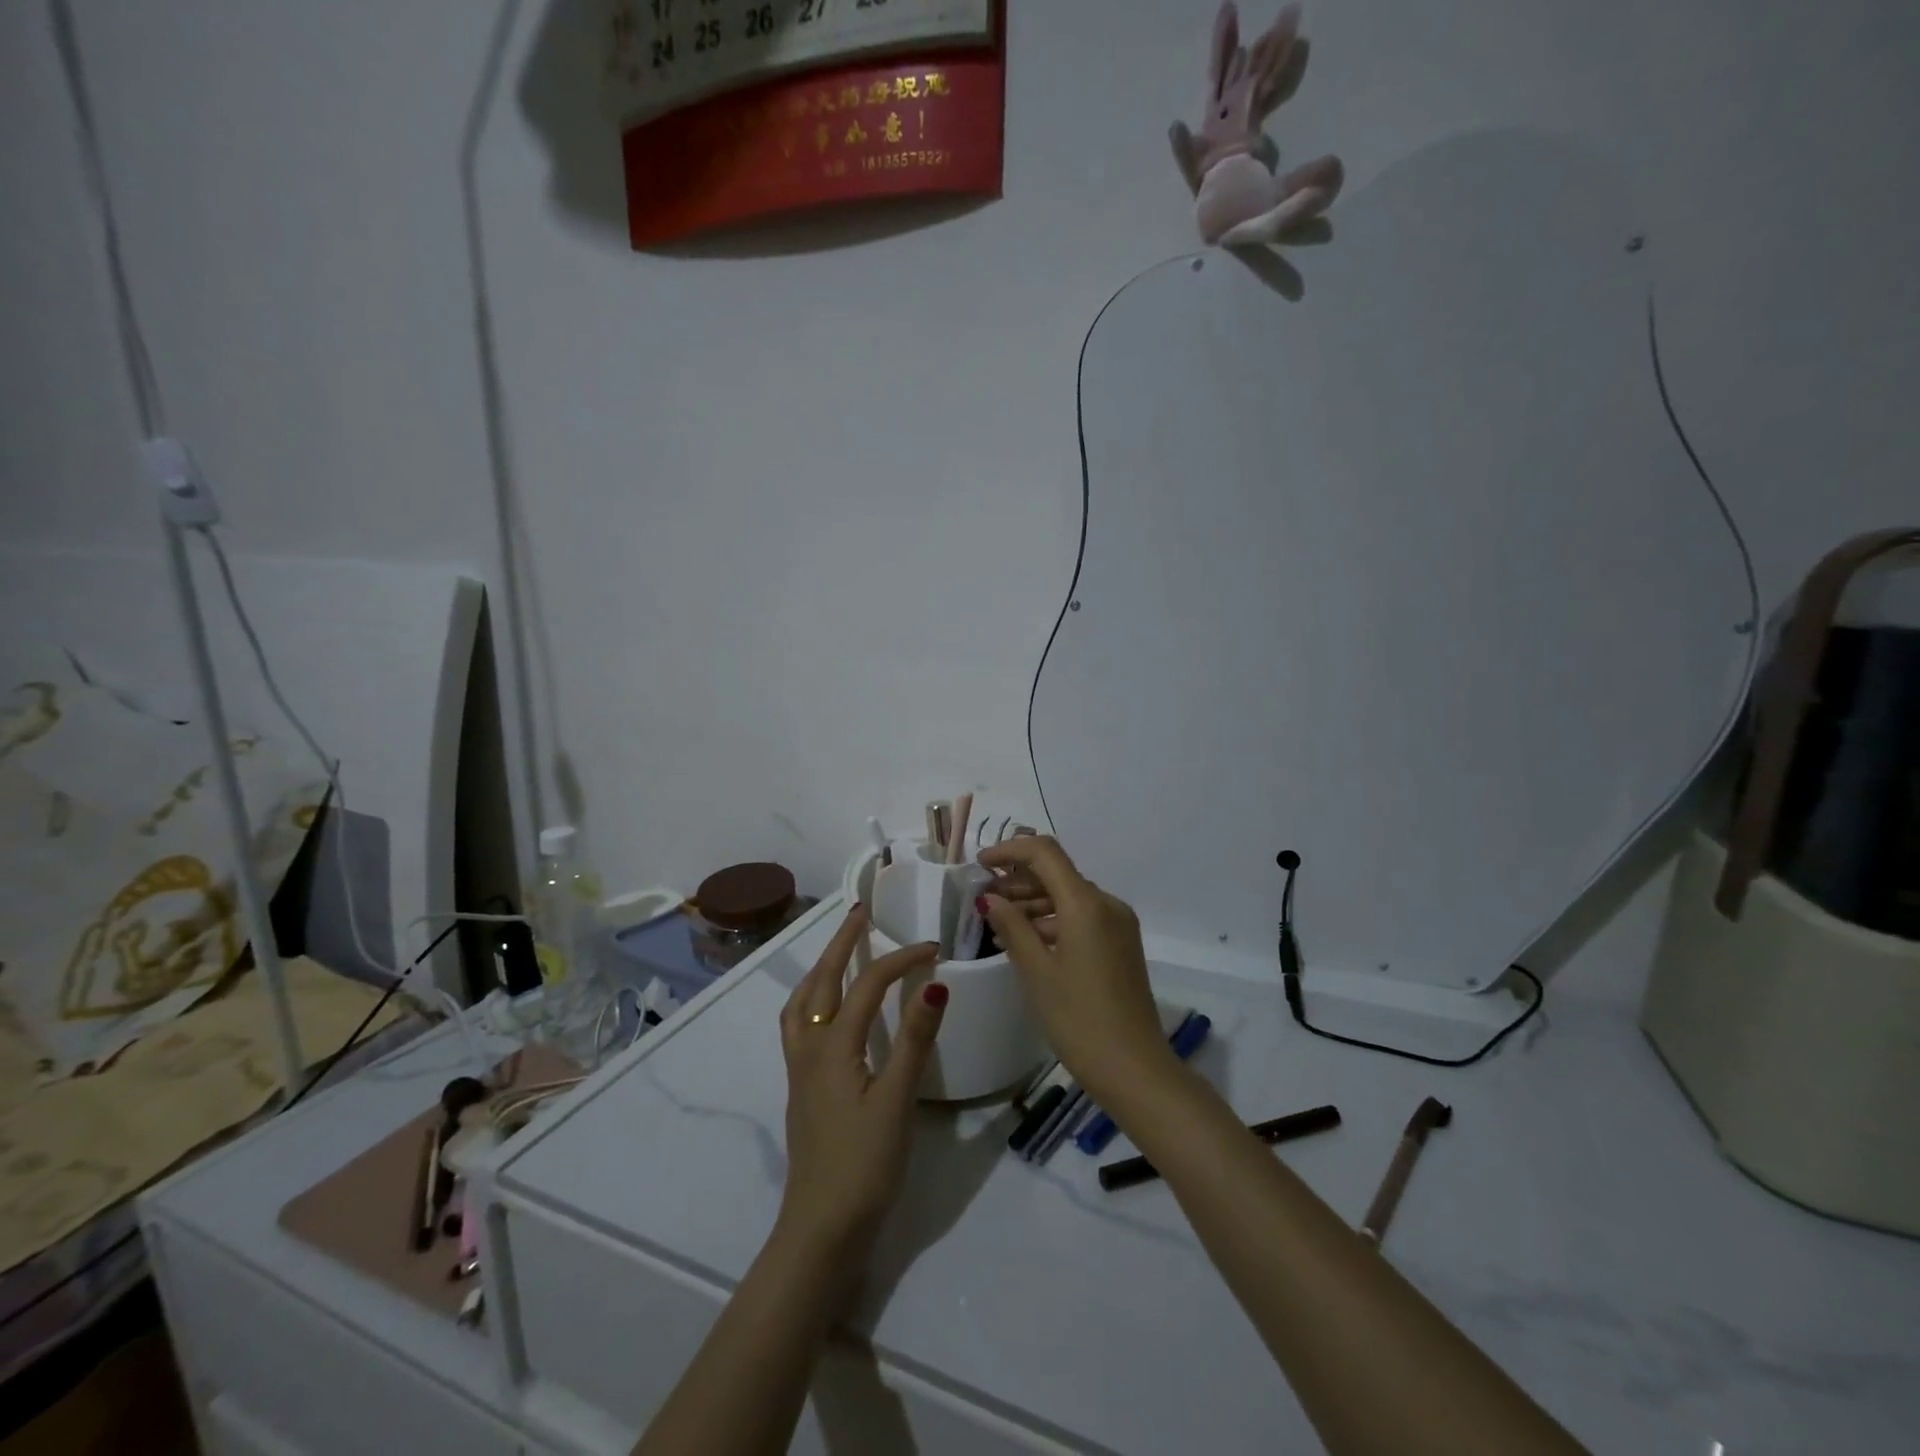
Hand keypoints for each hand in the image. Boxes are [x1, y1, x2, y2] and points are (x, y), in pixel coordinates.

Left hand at [776, 908, 946, 1260]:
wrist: (821, 1229)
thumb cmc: (863, 1165)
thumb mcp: (897, 1101)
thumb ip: (914, 1040)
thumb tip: (934, 983)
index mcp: (833, 1046)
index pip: (867, 985)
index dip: (900, 960)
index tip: (933, 947)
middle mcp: (809, 1048)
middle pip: (821, 981)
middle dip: (841, 943)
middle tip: (860, 914)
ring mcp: (801, 1070)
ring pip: (802, 1002)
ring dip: (820, 968)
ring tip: (839, 952)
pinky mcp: (803, 1089)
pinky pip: (800, 1025)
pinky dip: (812, 999)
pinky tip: (829, 1012)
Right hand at [978, 837, 1171, 1103]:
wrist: (1136, 1070)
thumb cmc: (1079, 1019)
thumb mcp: (1037, 972)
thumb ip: (1012, 927)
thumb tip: (990, 897)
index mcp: (1086, 904)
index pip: (1044, 853)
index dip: (1009, 851)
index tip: (979, 864)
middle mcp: (1107, 903)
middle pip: (1057, 873)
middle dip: (1018, 879)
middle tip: (983, 899)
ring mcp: (1118, 924)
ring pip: (1069, 896)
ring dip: (1034, 901)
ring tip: (999, 922)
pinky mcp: (1122, 944)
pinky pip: (1082, 917)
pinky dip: (1053, 920)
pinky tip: (1028, 940)